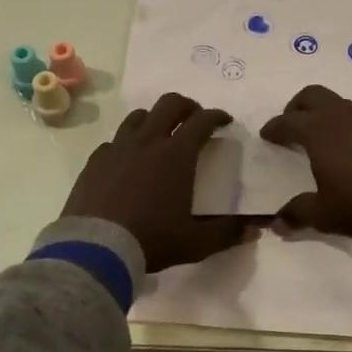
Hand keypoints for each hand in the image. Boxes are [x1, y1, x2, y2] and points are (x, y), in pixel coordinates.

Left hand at [62, 93, 248, 270]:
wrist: (96, 248)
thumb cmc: (151, 240)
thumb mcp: (196, 242)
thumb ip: (227, 233)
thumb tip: (256, 229)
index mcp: (177, 154)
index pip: (202, 120)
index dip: (217, 116)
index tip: (225, 121)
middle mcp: (148, 141)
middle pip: (169, 104)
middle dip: (187, 106)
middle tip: (194, 118)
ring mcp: (118, 147)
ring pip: (138, 116)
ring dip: (154, 119)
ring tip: (160, 134)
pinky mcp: (95, 160)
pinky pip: (114, 141)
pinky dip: (127, 143)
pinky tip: (128, 160)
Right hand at [260, 85, 351, 235]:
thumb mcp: (323, 213)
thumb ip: (297, 213)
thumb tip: (277, 224)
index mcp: (318, 131)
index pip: (288, 121)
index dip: (275, 127)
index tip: (267, 135)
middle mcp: (340, 117)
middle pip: (312, 95)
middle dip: (297, 107)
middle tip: (291, 124)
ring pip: (337, 102)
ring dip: (323, 112)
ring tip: (319, 134)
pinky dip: (344, 122)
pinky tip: (347, 144)